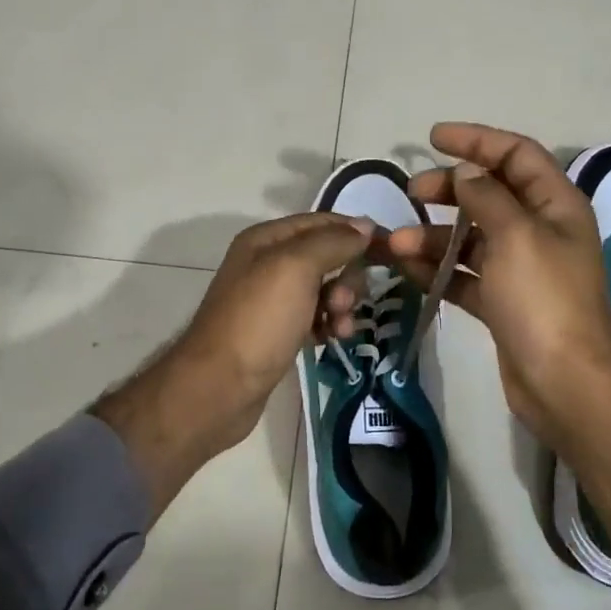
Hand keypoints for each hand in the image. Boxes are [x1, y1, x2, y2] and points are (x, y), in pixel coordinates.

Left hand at [94, 213, 372, 515]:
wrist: (220, 387)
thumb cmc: (258, 321)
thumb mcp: (296, 268)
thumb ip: (332, 242)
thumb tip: (365, 226)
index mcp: (266, 240)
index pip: (322, 222)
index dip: (355, 231)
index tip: (390, 249)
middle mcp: (268, 264)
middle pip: (326, 256)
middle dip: (346, 276)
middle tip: (344, 302)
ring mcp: (272, 300)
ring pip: (324, 289)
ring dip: (342, 304)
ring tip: (341, 327)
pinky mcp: (278, 332)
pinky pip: (316, 317)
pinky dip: (330, 324)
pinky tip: (334, 339)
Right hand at [388, 123, 610, 552]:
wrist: (565, 383)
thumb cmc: (543, 300)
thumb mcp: (515, 236)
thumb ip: (488, 197)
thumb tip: (467, 171)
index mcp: (556, 206)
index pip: (517, 155)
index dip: (478, 141)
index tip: (434, 137)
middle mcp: (541, 232)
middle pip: (491, 194)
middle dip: (449, 190)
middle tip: (412, 192)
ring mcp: (522, 270)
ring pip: (472, 238)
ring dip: (434, 236)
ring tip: (396, 244)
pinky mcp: (504, 304)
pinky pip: (466, 275)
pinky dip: (439, 270)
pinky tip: (408, 269)